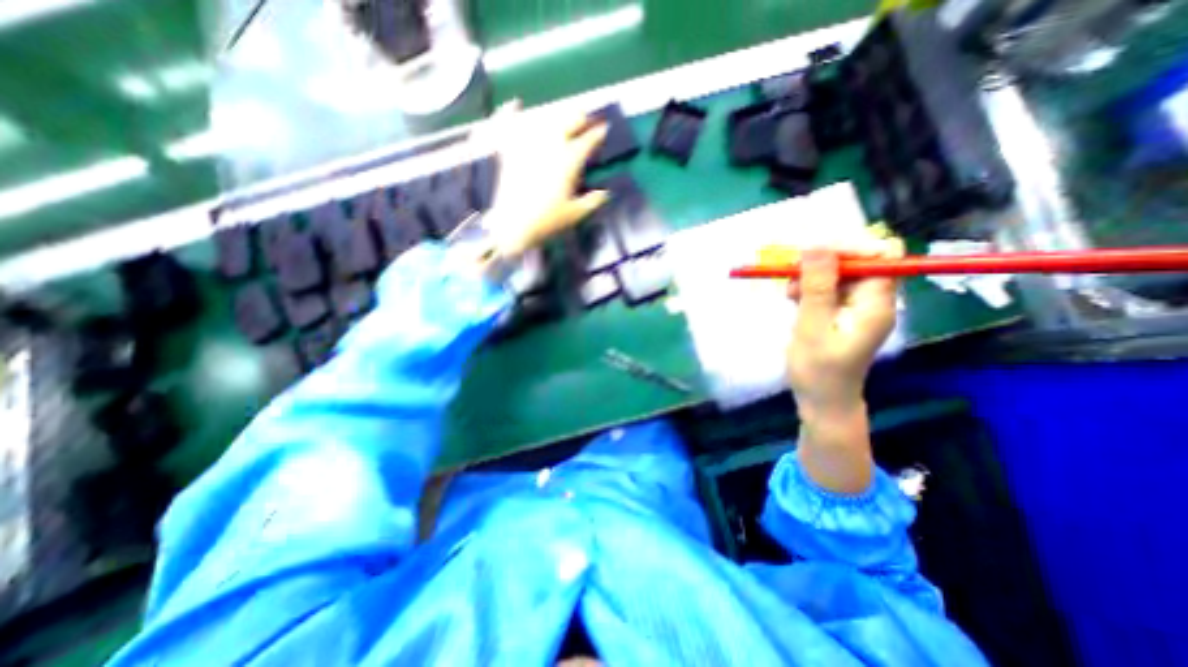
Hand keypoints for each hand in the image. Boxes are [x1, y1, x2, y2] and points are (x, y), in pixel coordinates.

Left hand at [481, 100, 612, 256]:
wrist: (513, 226)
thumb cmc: (547, 221)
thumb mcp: (575, 214)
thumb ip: (592, 202)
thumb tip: (605, 193)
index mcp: (569, 160)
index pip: (588, 140)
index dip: (598, 133)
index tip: (604, 129)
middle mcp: (550, 146)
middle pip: (568, 121)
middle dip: (578, 119)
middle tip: (583, 122)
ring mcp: (527, 145)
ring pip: (543, 120)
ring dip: (555, 118)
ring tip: (560, 120)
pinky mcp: (509, 150)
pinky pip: (508, 124)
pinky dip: (510, 113)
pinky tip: (514, 104)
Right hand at [787, 238, 906, 418]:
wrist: (821, 401)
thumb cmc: (818, 370)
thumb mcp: (812, 328)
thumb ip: (817, 288)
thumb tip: (817, 246)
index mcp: (876, 303)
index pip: (878, 254)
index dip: (848, 247)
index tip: (811, 253)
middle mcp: (872, 299)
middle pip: (857, 260)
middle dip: (823, 261)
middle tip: (792, 272)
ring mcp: (856, 306)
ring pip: (838, 273)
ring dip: (811, 275)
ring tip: (789, 291)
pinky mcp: (841, 312)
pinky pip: (827, 288)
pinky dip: (808, 288)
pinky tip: (792, 298)